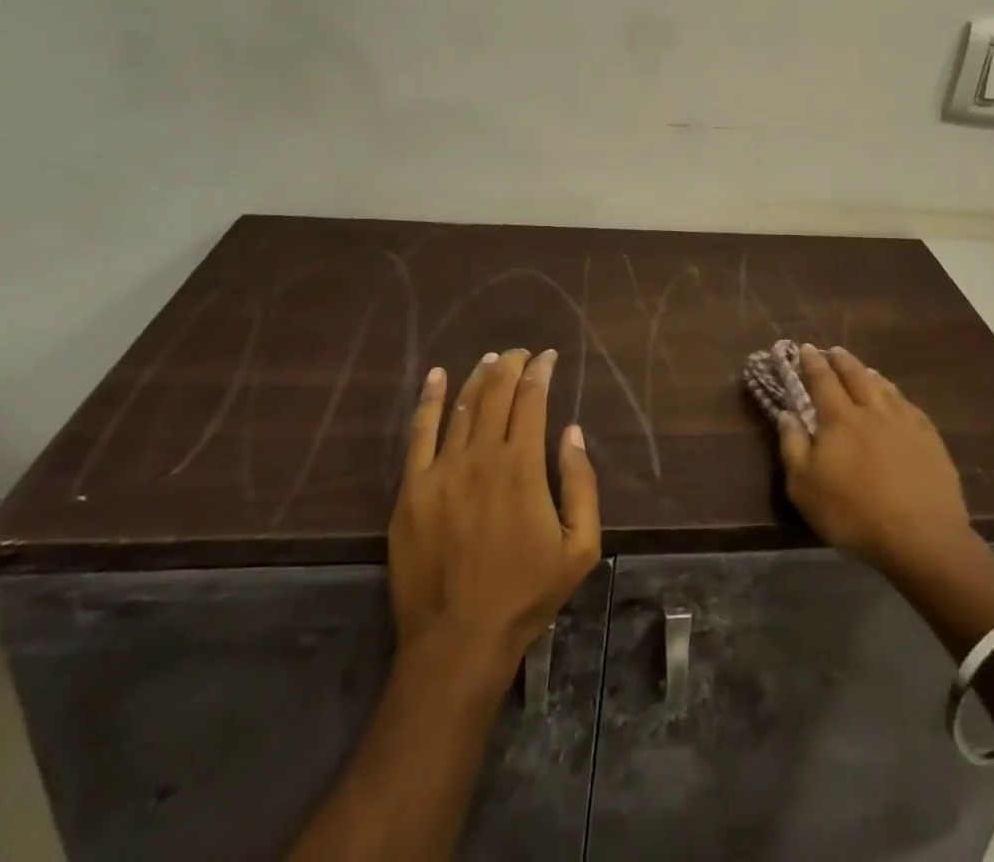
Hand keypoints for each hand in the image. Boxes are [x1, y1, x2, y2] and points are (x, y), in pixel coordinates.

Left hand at [388, 349, 600, 676]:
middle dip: (512, 365)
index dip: (541, 372)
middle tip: (522, 353)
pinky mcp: (411, 489)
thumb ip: (581, 483)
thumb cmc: (526, 594)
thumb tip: (572, 432)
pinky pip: (419, 432)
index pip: (532, 400)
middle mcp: (481, 457)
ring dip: (479, 376)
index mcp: (522, 467)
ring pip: (462, 406)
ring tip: (491, 359)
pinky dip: (430, 399)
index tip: (549, 357)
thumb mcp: (579, 546)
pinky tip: (438, 376)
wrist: (457, 641)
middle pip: (496, 393)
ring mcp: (441, 471)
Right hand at [777, 345, 973, 579]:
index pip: (822, 380)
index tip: (805, 348)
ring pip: (885, 387)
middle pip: (856, 376)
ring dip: (870, 374)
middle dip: (842, 361)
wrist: (921, 536)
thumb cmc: (853, 513)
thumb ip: (793, 446)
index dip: (812, 363)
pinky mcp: (930, 439)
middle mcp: (872, 411)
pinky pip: (910, 406)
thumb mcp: (805, 487)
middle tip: (834, 351)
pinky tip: (899, 400)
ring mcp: (905, 422)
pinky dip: (898, 396)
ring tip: (864, 369)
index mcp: (840, 419)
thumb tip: (786, 413)